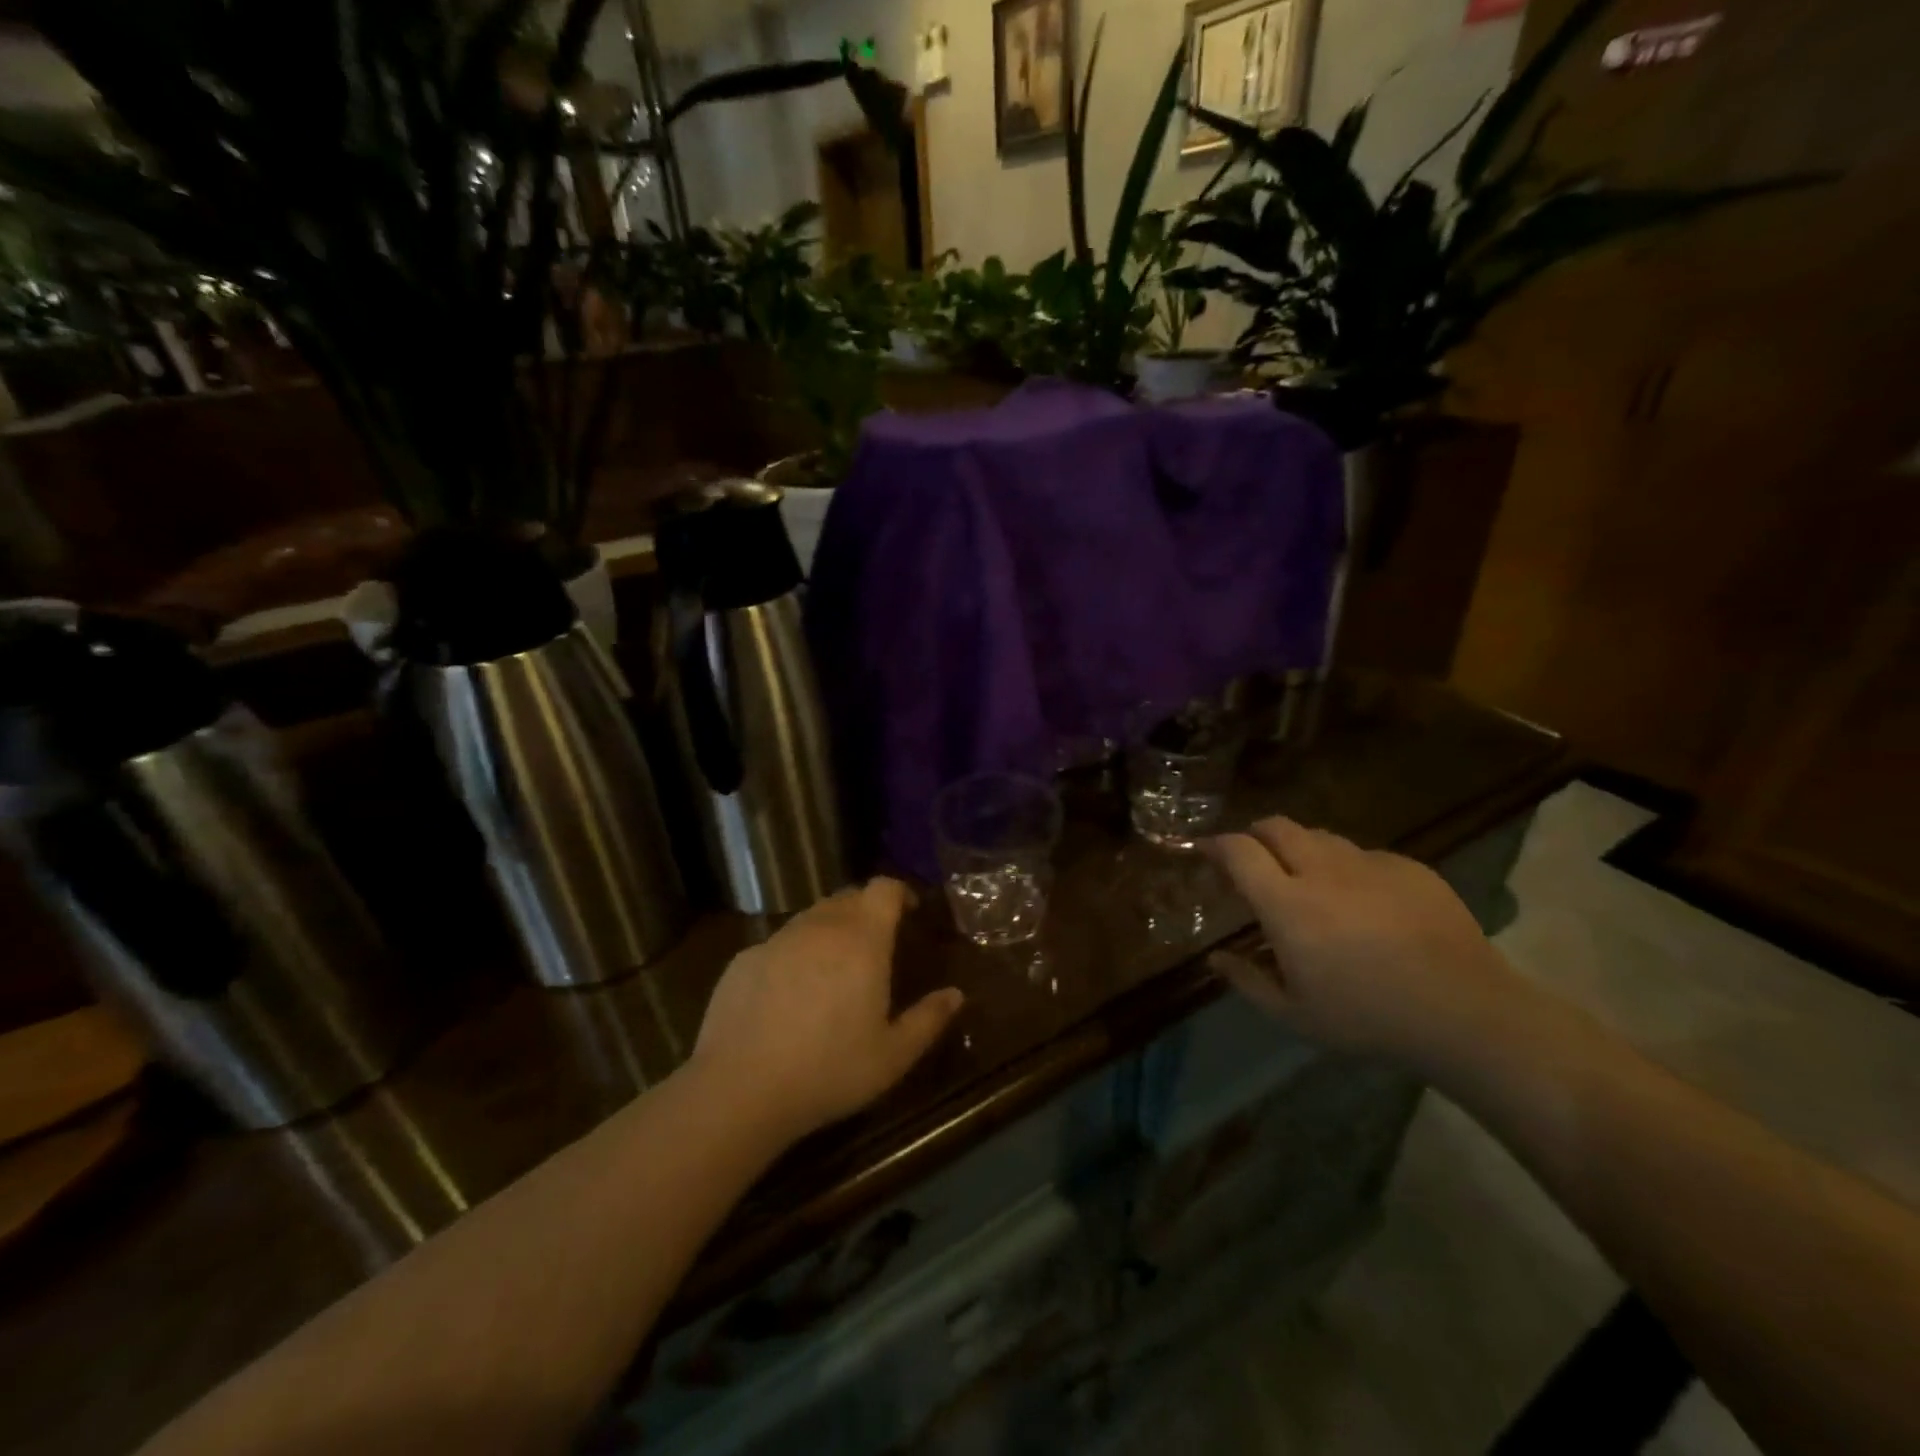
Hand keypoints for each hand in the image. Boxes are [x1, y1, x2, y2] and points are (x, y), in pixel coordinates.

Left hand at [690, 878, 964, 1145]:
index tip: (909, 912)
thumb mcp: (893, 1056)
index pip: (883, 888)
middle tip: (876, 944)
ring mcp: (777, 939)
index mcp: (862, 939)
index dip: (899, 892)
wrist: (740, 1089)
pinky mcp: (744, 959)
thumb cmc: (829, 1070)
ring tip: (834, 969)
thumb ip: (929, 1020)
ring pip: (811, 918)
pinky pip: (779, 944)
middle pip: (848, 897)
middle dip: (866, 910)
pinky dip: (794, 955)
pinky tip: (789, 995)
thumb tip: (956, 995)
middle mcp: (820, 926)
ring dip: (829, 930)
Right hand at [1203, 816, 1521, 1068]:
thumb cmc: (1369, 1019)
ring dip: (1301, 848)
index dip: (1215, 845)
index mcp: (1288, 905)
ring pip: (1320, 836)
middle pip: (1276, 826)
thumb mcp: (1295, 1016)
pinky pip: (1364, 854)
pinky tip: (1363, 901)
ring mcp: (1369, 864)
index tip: (1205, 851)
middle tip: (1253, 859)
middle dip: (1255, 834)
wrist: (1466, 1013)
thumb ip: (1248, 981)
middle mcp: (1322, 871)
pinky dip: (1348, 867)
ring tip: (1307, 879)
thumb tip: (1215, 959)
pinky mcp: (1409, 867)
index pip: (1239, 851)